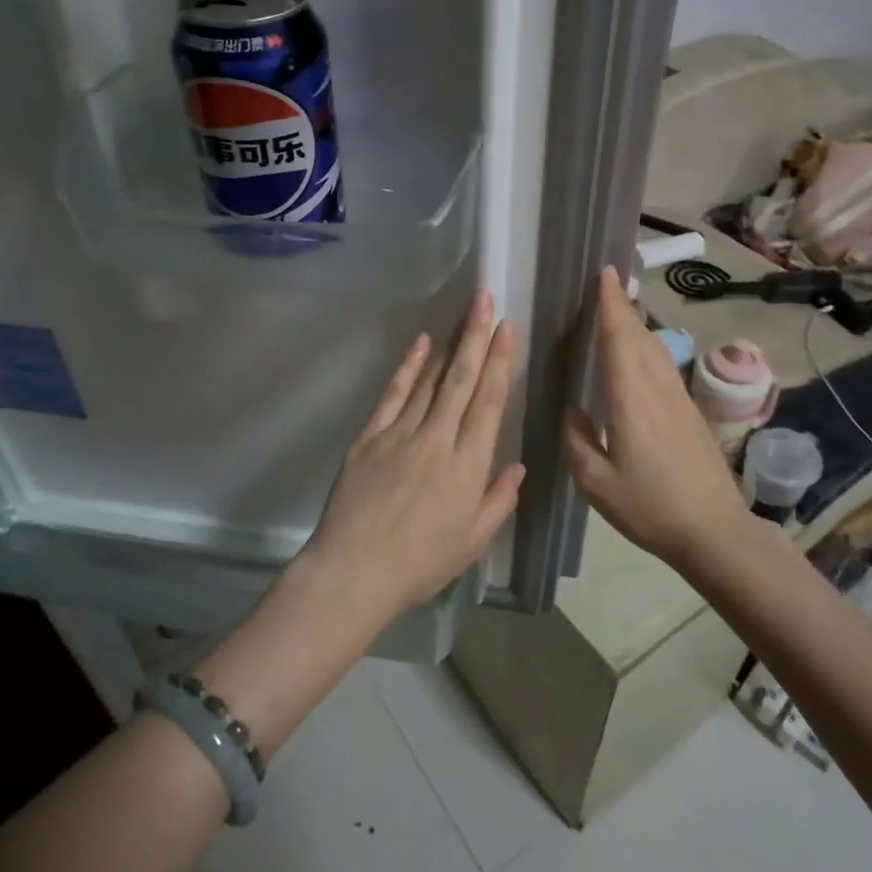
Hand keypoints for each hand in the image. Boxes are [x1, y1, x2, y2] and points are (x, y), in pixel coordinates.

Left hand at [300, 290, 524, 616]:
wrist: (354, 572)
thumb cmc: (419, 564)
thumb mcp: (472, 542)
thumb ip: (498, 501)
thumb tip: (516, 466)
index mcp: (468, 466)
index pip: (489, 403)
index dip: (500, 363)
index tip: (507, 329)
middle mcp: (438, 440)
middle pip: (462, 380)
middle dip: (477, 336)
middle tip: (485, 299)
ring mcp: (401, 434)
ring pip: (430, 381)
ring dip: (449, 345)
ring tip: (463, 314)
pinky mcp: (370, 437)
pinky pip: (393, 395)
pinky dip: (408, 367)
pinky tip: (421, 344)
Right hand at [565, 266, 756, 571]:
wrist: (714, 530)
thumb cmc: (649, 507)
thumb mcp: (596, 483)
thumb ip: (578, 442)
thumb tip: (575, 413)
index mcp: (630, 400)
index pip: (618, 340)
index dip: (610, 306)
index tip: (605, 275)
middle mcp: (657, 389)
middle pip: (639, 337)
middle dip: (622, 307)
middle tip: (607, 283)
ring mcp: (678, 399)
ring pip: (655, 349)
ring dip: (636, 324)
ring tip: (619, 309)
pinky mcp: (689, 413)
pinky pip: (663, 365)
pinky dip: (647, 346)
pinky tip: (640, 353)